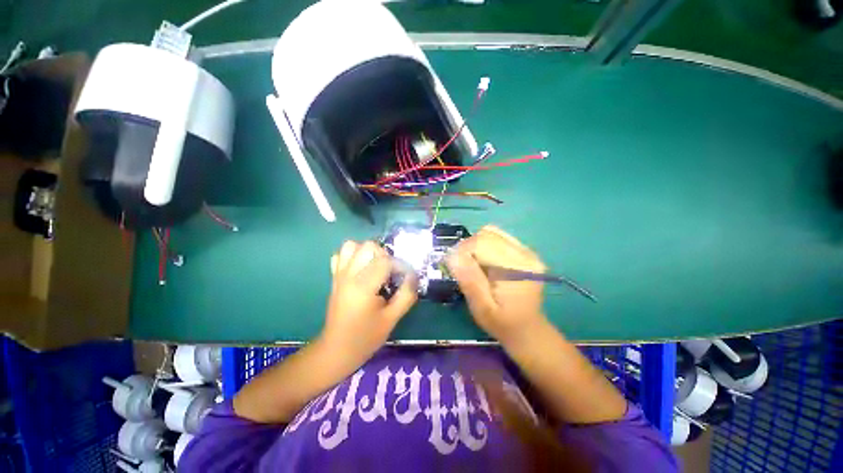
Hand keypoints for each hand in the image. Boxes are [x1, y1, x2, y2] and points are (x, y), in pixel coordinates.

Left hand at [322, 241, 416, 366]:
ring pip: (352, 245)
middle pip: (368, 246)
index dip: (400, 265)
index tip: (406, 276)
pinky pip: (340, 255)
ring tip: (375, 267)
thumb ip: (406, 295)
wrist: (337, 349)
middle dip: (384, 255)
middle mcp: (349, 275)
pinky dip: (352, 256)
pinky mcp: (334, 278)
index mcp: (363, 286)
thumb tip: (413, 276)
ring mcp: (339, 275)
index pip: (385, 261)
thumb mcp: (392, 319)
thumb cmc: (366, 337)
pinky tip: (360, 269)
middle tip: (390, 272)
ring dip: (367, 252)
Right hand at [446, 226, 546, 344]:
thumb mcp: (482, 308)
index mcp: (517, 268)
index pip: (482, 243)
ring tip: (473, 264)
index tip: (452, 265)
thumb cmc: (503, 323)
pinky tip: (484, 261)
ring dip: (475, 245)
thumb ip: (469, 280)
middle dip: (467, 247)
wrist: (527, 329)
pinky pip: (498, 237)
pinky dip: (484, 244)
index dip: (462, 251)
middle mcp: (525, 254)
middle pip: (487, 235)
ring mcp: (527, 250)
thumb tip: (452, 256)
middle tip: (461, 266)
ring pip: (491, 232)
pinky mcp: (524, 251)